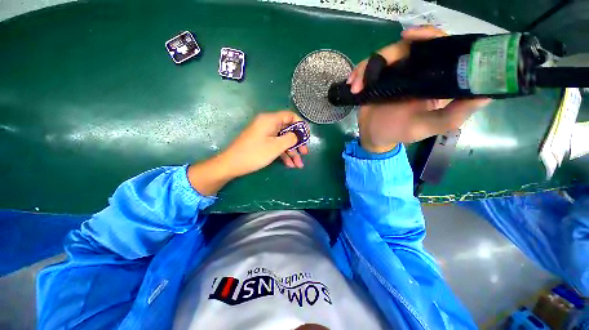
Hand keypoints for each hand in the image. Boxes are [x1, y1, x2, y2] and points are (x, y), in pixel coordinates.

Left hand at [188, 111, 307, 194]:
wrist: (232, 165)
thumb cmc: (254, 153)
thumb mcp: (276, 146)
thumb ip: (290, 138)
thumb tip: (298, 135)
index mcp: (270, 120)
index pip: (290, 116)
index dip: (301, 125)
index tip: (307, 136)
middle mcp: (268, 124)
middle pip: (288, 130)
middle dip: (297, 143)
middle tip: (305, 153)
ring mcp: (265, 134)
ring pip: (283, 140)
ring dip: (292, 152)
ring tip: (299, 165)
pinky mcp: (262, 143)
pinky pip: (276, 146)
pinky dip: (283, 154)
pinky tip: (290, 165)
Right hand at [347, 26, 490, 152]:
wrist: (374, 137)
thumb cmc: (400, 133)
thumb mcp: (429, 127)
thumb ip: (455, 114)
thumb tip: (486, 94)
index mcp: (433, 79)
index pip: (438, 48)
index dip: (428, 36)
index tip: (410, 36)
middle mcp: (415, 72)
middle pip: (406, 48)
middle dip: (387, 54)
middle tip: (373, 68)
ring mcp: (394, 75)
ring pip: (382, 56)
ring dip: (365, 69)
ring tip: (355, 87)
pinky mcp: (377, 80)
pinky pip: (367, 69)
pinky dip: (358, 74)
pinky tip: (352, 85)